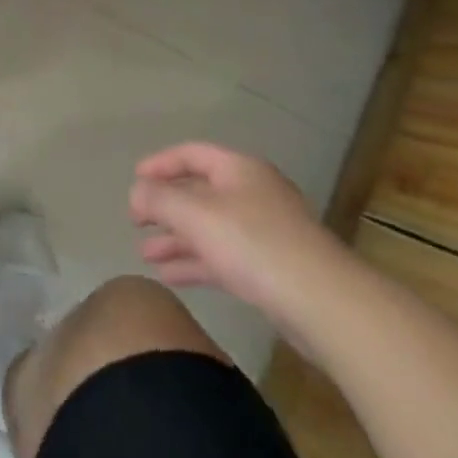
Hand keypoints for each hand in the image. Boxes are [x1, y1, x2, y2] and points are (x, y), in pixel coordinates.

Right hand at [129, 142, 353, 352]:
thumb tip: (136, 192)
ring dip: (177, 238)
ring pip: (210, 228)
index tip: (134, 180)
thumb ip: (159, 199)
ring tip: (145, 254)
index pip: (191, 154)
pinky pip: (223, 256)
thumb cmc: (254, 244)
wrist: (323, 303)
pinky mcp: (271, 268)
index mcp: (238, 169)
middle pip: (200, 192)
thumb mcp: (196, 215)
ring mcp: (264, 232)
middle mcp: (252, 193)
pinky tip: (171, 276)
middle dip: (165, 207)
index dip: (160, 164)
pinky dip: (196, 261)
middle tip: (135, 222)